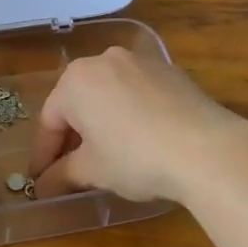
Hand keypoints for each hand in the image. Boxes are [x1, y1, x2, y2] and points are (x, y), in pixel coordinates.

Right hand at [27, 47, 247, 205]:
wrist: (206, 148)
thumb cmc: (135, 157)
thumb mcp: (93, 170)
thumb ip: (62, 175)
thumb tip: (43, 186)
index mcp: (76, 79)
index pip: (50, 120)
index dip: (44, 154)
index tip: (41, 180)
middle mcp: (104, 60)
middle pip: (78, 101)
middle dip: (73, 135)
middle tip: (72, 168)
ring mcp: (140, 61)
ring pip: (109, 93)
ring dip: (102, 122)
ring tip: (107, 154)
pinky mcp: (170, 71)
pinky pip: (137, 91)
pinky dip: (130, 113)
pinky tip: (140, 139)